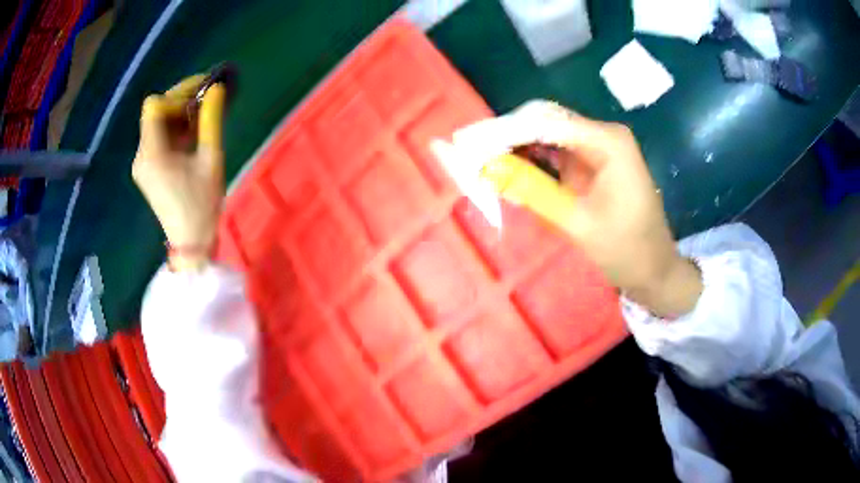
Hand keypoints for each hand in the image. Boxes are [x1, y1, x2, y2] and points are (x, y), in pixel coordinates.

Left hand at [132, 75, 225, 271]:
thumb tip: (216, 88)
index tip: (201, 93)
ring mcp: (142, 163)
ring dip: (180, 115)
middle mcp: (141, 155)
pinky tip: (193, 134)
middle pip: (155, 112)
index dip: (177, 94)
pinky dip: (175, 130)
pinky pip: (159, 138)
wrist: (191, 242)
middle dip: (181, 101)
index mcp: (152, 153)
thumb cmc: (202, 204)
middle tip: (207, 99)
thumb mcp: (211, 159)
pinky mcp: (147, 169)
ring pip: (157, 124)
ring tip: (204, 117)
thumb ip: (212, 121)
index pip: (155, 106)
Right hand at [439, 101, 701, 316]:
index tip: (469, 142)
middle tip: (472, 154)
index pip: (546, 122)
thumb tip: (486, 167)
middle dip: (508, 136)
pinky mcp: (592, 163)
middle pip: (545, 122)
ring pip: (547, 135)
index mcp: (607, 140)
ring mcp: (597, 148)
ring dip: (517, 147)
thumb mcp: (577, 222)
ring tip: (484, 163)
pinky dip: (532, 161)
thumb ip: (532, 190)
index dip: (505, 130)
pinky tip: (511, 172)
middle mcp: (602, 134)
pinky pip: (555, 153)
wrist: (653, 269)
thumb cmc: (625, 249)